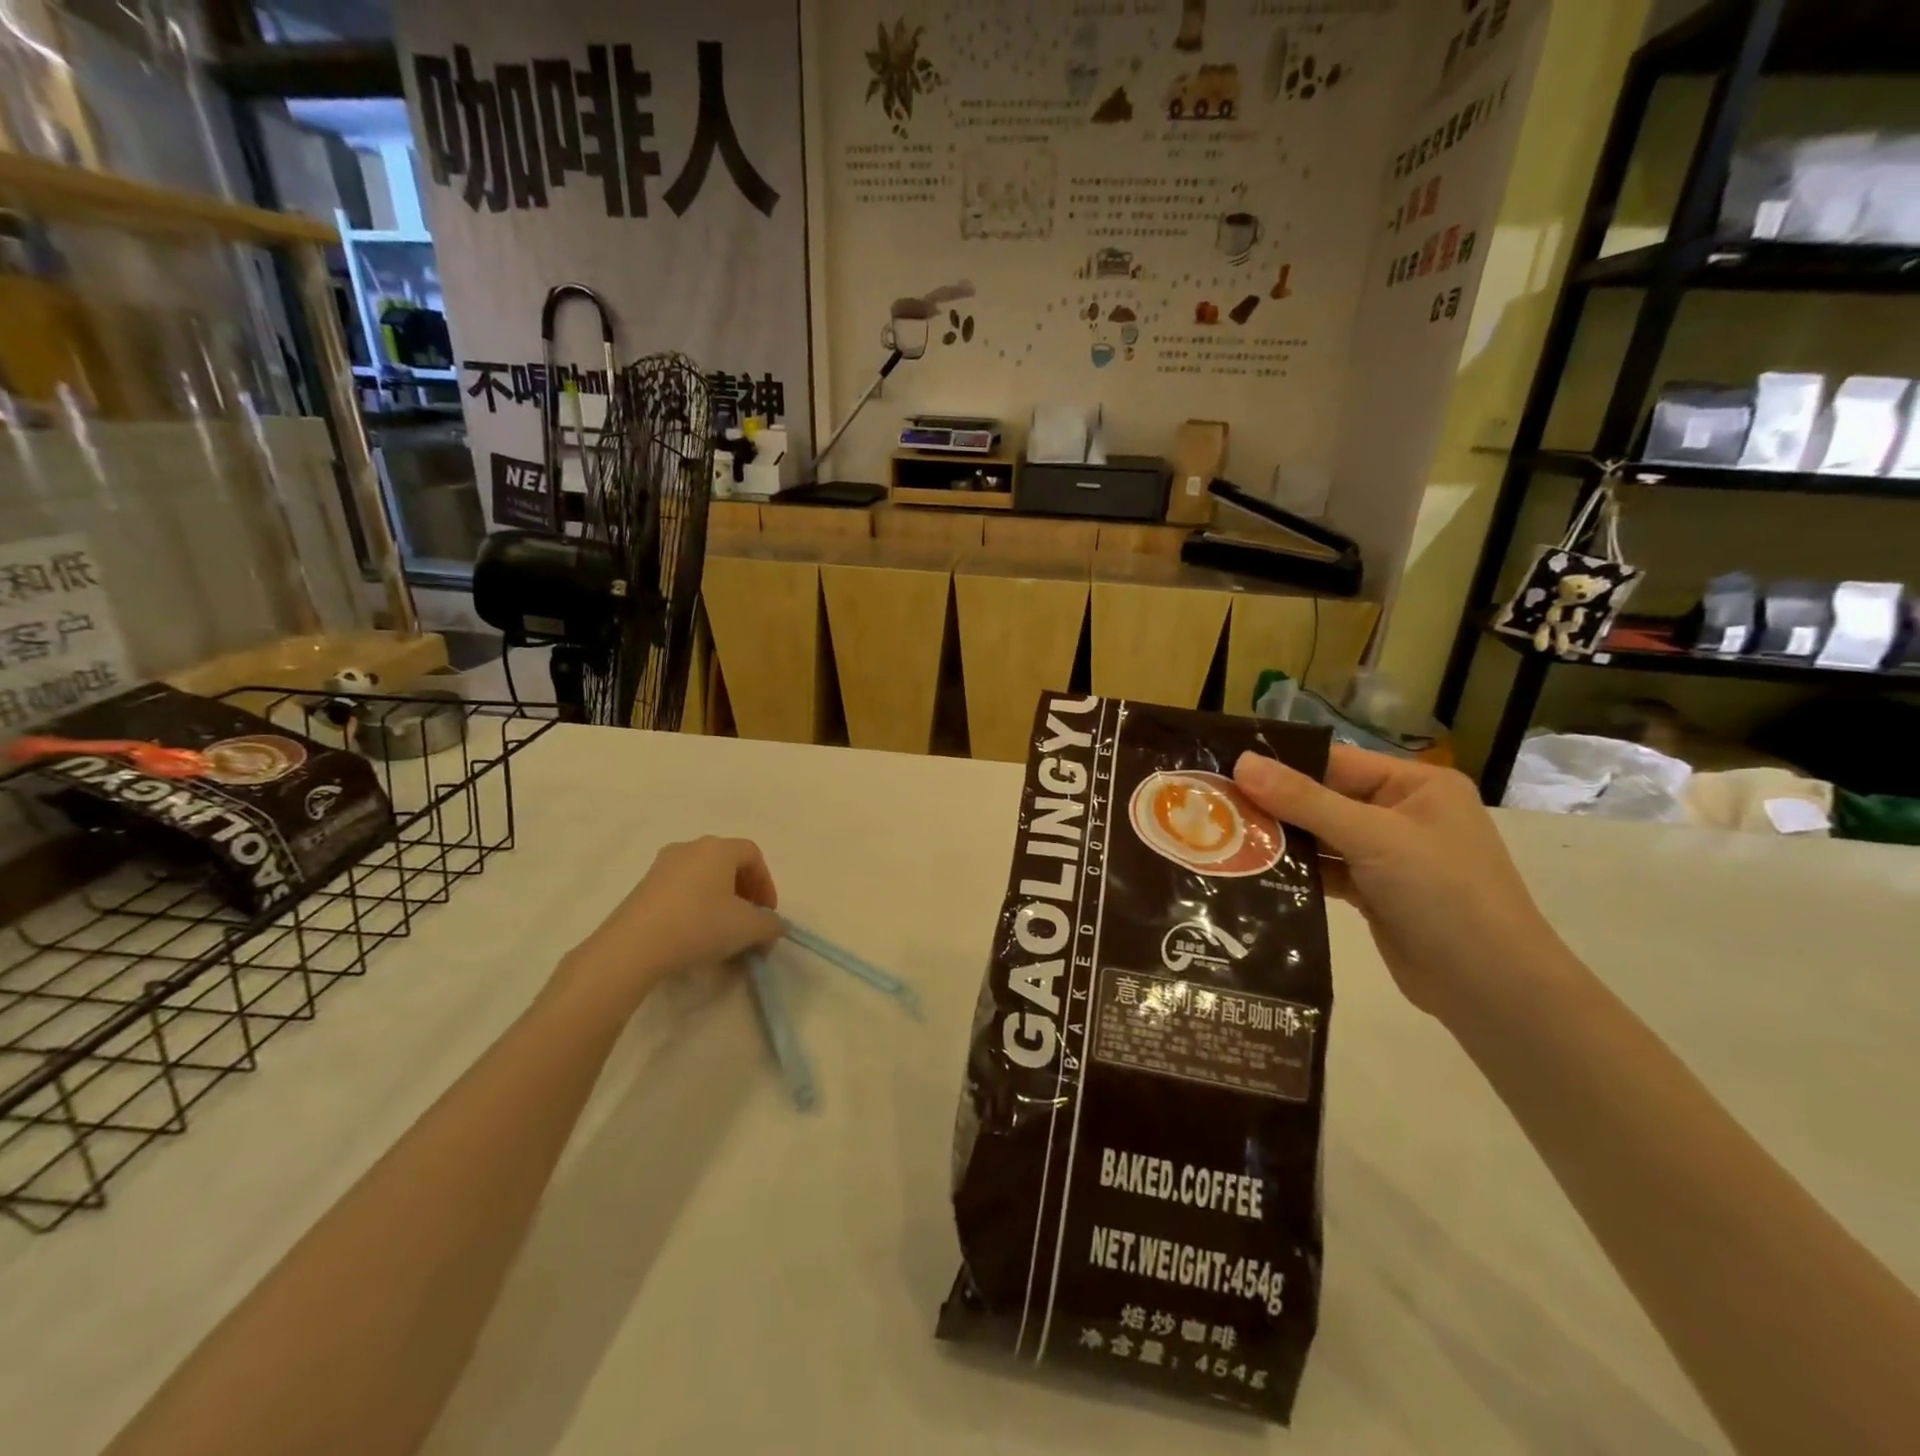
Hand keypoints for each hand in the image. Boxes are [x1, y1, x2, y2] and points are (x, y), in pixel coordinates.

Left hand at [560, 837, 781, 1008]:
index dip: (766, 883)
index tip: (767, 914)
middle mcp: (690, 848)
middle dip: (744, 893)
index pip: (753, 854)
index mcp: (718, 848)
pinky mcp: (642, 887)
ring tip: (722, 931)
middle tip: (748, 921)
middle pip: (727, 864)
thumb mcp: (748, 928)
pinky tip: (694, 934)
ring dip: (719, 900)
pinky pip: (680, 890)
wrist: (633, 947)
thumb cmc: (699, 925)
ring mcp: (661, 866)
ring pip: (702, 877)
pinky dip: (695, 906)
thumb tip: (774, 926)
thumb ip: (770, 924)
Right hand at [1234, 747, 1570, 1019]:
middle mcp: (1401, 813)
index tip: (1224, 767)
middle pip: (1323, 799)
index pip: (1334, 762)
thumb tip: (1242, 762)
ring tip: (1221, 837)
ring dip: (1280, 840)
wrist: (1491, 989)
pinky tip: (1252, 871)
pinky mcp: (1374, 893)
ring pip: (1320, 837)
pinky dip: (1295, 871)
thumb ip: (1305, 800)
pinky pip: (1325, 870)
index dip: (1281, 764)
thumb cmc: (1443, 894)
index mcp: (1415, 786)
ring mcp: (1388, 856)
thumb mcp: (1373, 837)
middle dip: (1273, 804)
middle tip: (1212, 805)